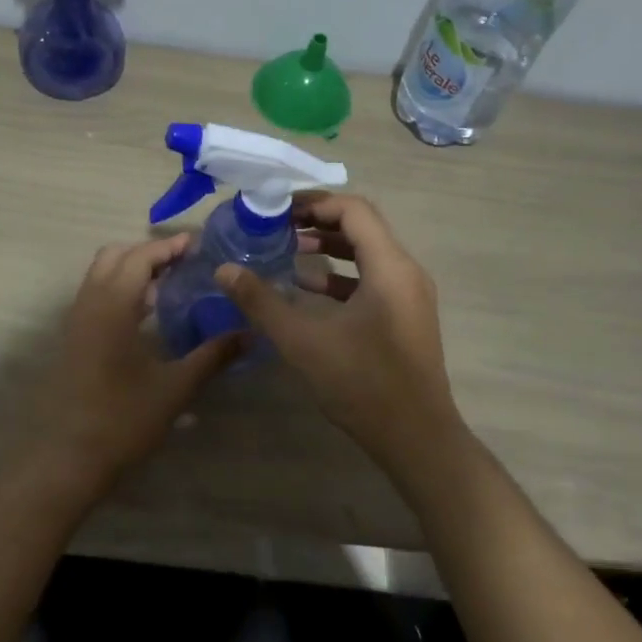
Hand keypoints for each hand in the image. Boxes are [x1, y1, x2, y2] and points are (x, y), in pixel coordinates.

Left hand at [20, 234, 242, 499]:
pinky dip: (120, 288)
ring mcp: (77, 320)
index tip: (197, 244)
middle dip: (148, 251)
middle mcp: (90, 303)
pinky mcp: (74, 338)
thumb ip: (213, 356)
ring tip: (169, 283)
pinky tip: (146, 313)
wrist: (70, 457)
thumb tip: (250, 334)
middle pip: (115, 255)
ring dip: (131, 268)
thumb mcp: (176, 387)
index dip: (168, 246)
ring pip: (101, 273)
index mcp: (113, 306)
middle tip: (183, 262)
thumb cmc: (124, 419)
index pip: (139, 257)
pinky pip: (96, 294)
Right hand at [216, 193, 462, 477]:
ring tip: (289, 249)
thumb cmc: (362, 383)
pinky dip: (340, 274)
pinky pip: (372, 278)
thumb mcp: (303, 341)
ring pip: (367, 252)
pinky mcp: (405, 316)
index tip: (277, 208)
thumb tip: (225, 270)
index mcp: (389, 267)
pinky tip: (306, 287)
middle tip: (277, 224)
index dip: (313, 202)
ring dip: (329, 246)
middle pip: (362, 226)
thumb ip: (261, 302)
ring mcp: (409, 295)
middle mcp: (406, 271)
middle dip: (318, 220)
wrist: (416, 439)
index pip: (353, 209)